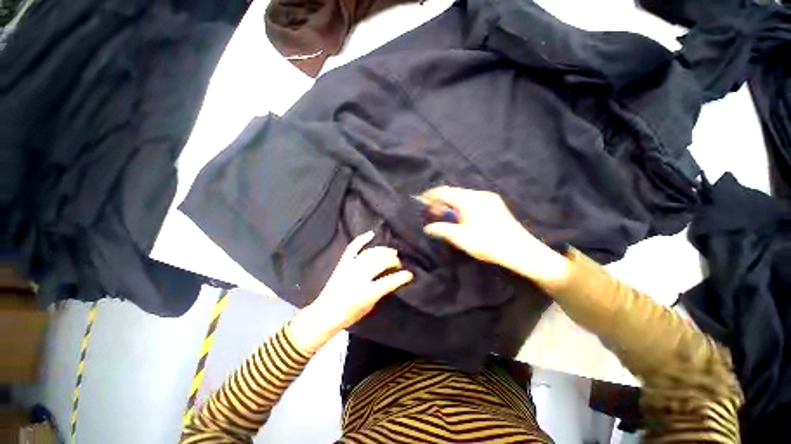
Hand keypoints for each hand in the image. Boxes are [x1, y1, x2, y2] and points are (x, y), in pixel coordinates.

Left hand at [289, 231, 412, 352]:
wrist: (325, 313)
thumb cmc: (349, 315)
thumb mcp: (369, 307)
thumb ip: (381, 291)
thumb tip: (392, 278)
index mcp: (366, 293)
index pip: (389, 281)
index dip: (402, 277)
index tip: (410, 274)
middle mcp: (358, 277)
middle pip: (381, 262)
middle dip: (394, 261)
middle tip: (399, 264)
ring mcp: (349, 268)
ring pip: (371, 253)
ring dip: (384, 251)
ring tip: (391, 253)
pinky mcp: (343, 263)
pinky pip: (353, 247)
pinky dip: (362, 239)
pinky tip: (371, 233)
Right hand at [420, 186, 569, 287]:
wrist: (521, 250)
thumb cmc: (488, 244)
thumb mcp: (461, 239)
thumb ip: (442, 230)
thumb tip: (428, 227)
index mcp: (468, 201)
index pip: (444, 192)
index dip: (431, 195)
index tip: (421, 200)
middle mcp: (478, 194)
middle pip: (454, 192)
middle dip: (440, 199)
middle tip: (432, 210)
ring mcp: (488, 198)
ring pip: (463, 195)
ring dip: (451, 202)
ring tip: (444, 213)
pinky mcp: (494, 203)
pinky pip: (472, 198)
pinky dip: (461, 203)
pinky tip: (460, 214)